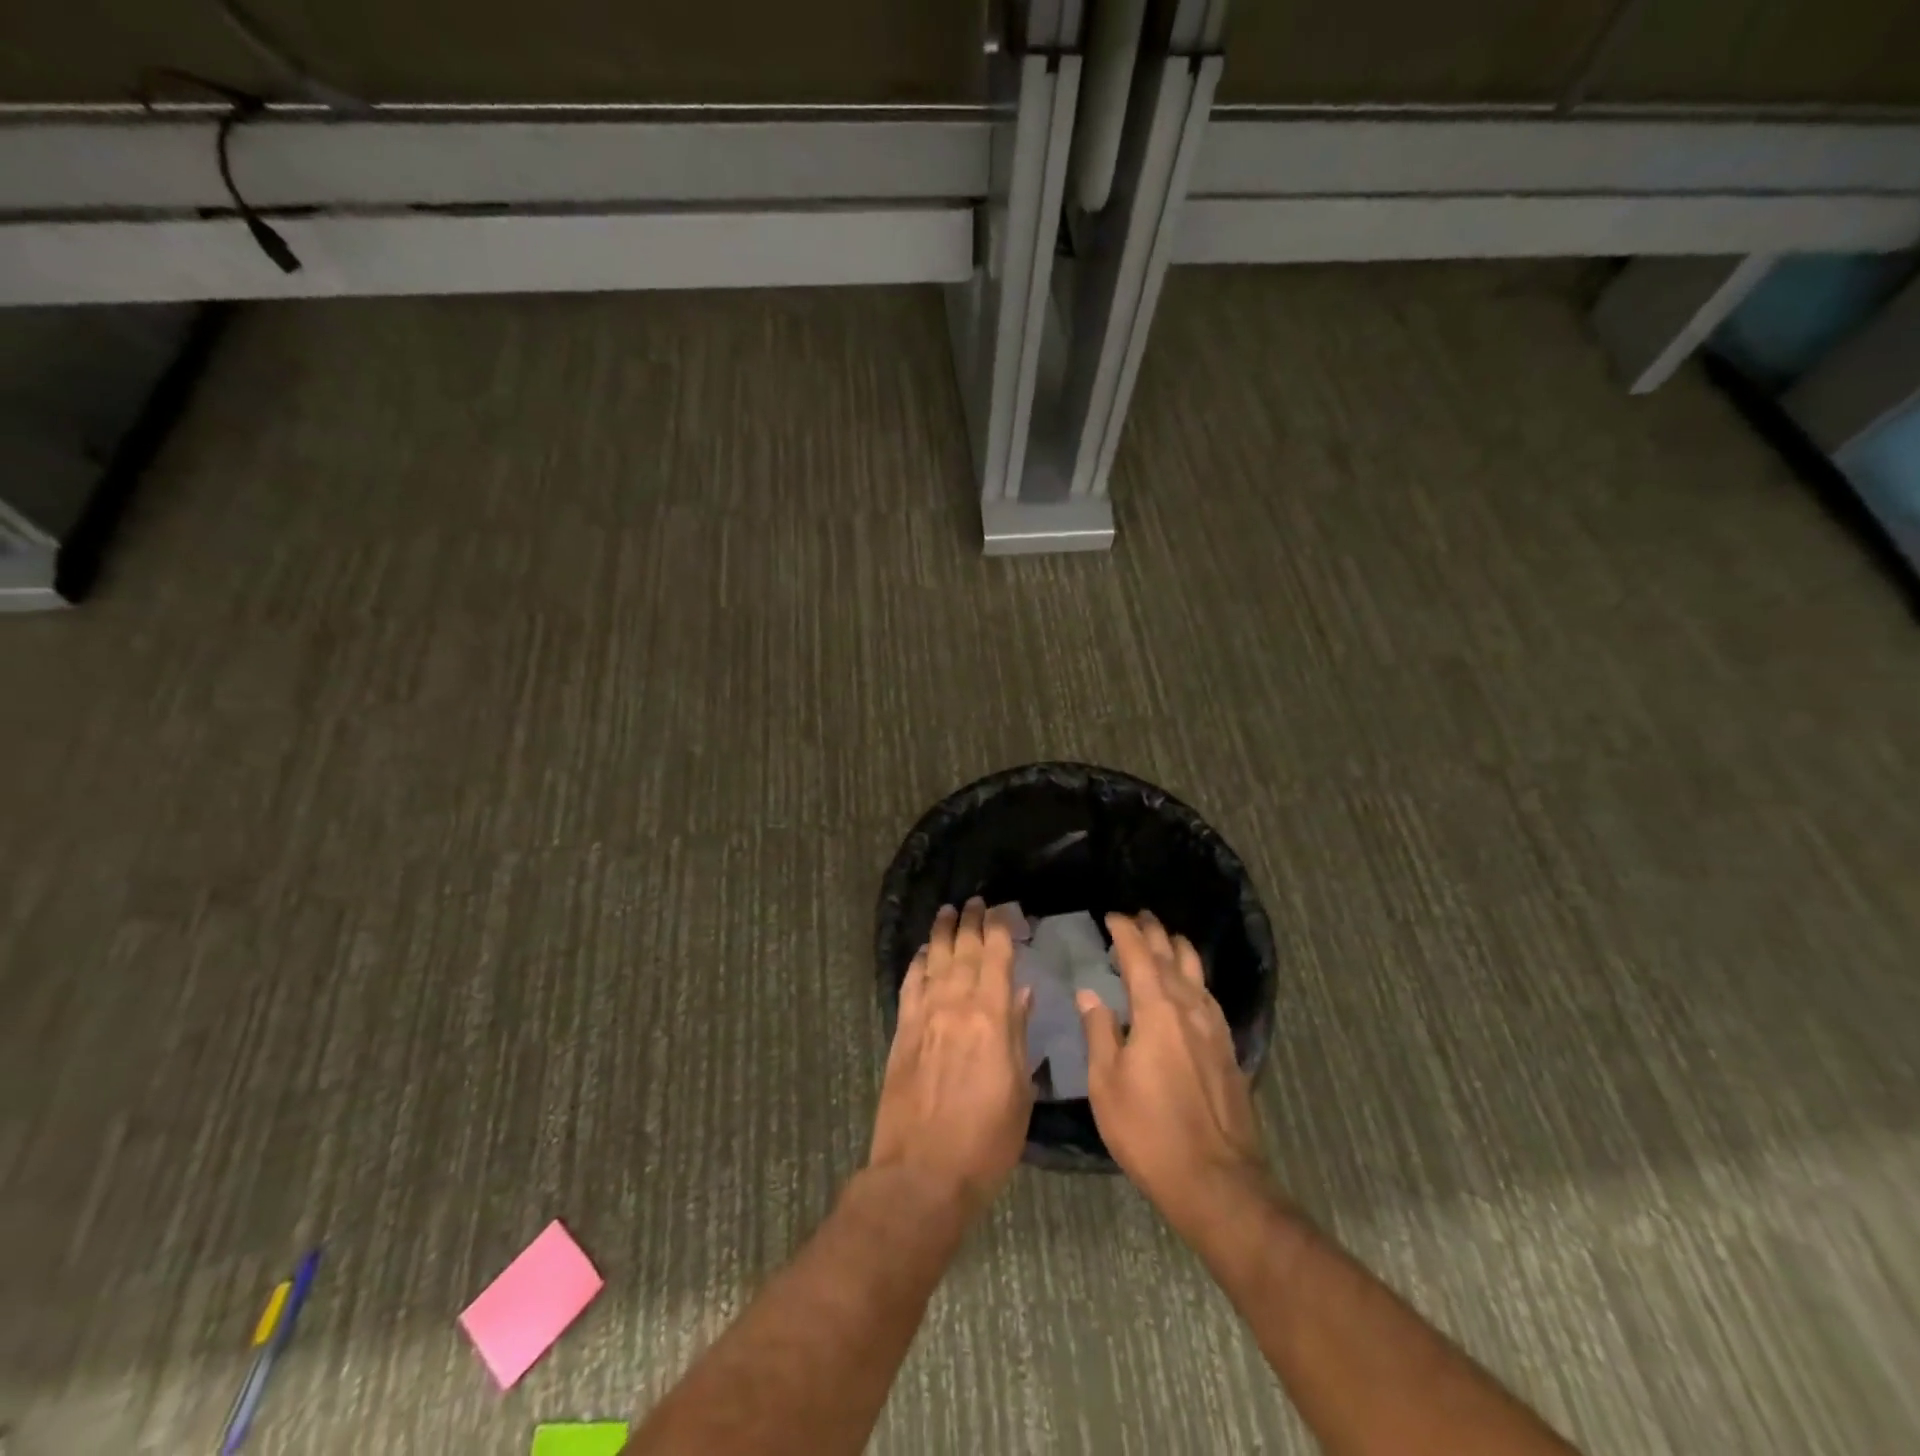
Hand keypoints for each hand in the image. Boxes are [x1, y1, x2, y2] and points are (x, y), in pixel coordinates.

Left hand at [869, 898, 1034, 1220]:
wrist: (923, 1172)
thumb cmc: (986, 1139)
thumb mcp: (1020, 1090)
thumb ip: (1019, 1034)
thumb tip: (1022, 993)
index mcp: (991, 1016)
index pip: (996, 956)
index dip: (999, 928)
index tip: (1003, 911)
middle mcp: (956, 1004)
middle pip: (964, 950)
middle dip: (971, 922)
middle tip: (975, 902)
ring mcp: (924, 1016)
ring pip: (934, 960)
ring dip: (942, 933)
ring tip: (948, 911)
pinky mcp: (901, 1032)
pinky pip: (909, 985)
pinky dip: (917, 963)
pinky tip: (922, 953)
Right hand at [1078, 912, 1271, 1235]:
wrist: (1216, 1180)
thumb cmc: (1149, 1131)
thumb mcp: (1106, 1084)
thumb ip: (1099, 1032)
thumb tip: (1090, 994)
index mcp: (1157, 1011)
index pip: (1139, 955)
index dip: (1124, 932)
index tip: (1111, 916)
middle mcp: (1189, 1009)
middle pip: (1172, 957)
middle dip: (1154, 933)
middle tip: (1139, 917)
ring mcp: (1214, 1029)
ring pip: (1197, 974)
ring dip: (1178, 951)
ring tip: (1166, 940)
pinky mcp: (1228, 1050)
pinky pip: (1209, 997)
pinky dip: (1195, 979)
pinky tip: (1191, 988)